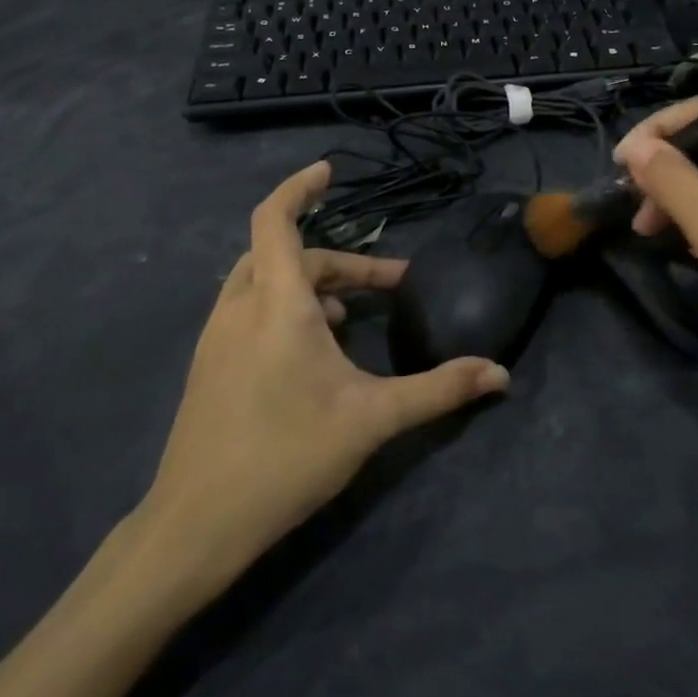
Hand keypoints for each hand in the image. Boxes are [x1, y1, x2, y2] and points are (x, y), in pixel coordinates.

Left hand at [131, 161, 508, 605]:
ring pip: (262, 282)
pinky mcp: (208, 365)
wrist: (197, 524)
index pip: (276, 220)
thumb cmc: (287, 457)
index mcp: (277, 305)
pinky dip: (284, 307)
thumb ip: (439, 390)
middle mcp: (240, 308)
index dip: (298, 188)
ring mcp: (216, 337)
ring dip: (309, 283)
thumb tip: (500, 374)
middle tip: (386, 285)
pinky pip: (248, 310)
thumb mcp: (373, 419)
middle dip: (338, 261)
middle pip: (285, 255)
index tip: (327, 172)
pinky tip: (312, 351)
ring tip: (349, 316)